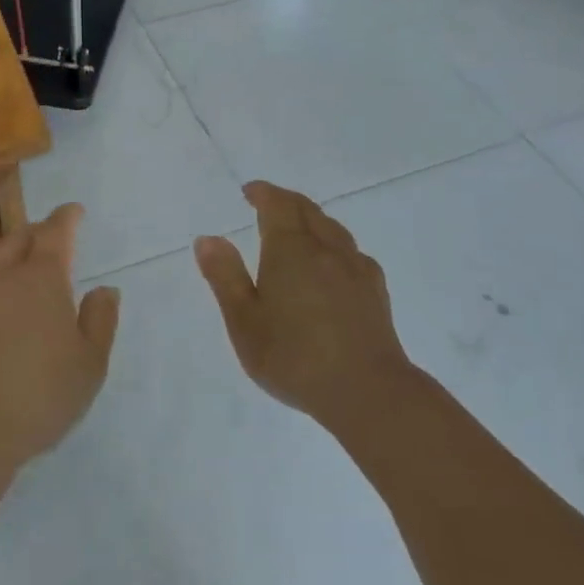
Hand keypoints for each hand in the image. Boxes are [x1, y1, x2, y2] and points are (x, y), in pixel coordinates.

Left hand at [0, 205, 118, 480]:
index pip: (55, 232)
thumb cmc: (40, 393)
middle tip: (53, 235)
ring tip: (27, 262)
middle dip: (38, 230)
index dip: (66, 218)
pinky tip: (2, 298)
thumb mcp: (89, 363)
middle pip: (20, 238)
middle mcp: (6, 276)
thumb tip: (104, 289)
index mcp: (42, 277)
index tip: (75, 211)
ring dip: (14, 252)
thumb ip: (100, 320)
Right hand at [195, 182, 415, 437]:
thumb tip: (207, 239)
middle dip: (286, 201)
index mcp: (290, 248)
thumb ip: (225, 277)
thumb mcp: (245, 322)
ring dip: (312, 219)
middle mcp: (325, 248)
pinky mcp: (376, 292)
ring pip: (333, 228)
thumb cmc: (295, 357)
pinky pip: (353, 253)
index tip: (249, 191)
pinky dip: (336, 246)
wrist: (368, 392)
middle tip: (269, 203)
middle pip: (307, 210)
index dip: (263, 193)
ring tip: (300, 229)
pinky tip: (336, 264)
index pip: (277, 204)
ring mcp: (355, 268)